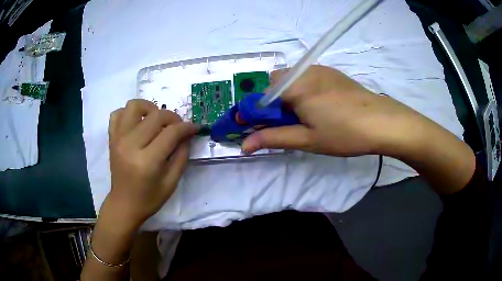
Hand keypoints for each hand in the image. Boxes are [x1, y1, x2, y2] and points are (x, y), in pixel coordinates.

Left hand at [105, 99, 197, 229]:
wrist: (124, 204)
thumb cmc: (149, 198)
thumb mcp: (172, 182)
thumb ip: (182, 155)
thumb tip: (187, 134)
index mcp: (147, 161)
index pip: (171, 133)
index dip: (186, 127)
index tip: (194, 128)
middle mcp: (130, 145)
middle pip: (155, 116)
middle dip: (172, 117)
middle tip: (178, 127)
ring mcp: (118, 139)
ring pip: (134, 106)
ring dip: (150, 108)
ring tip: (156, 120)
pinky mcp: (111, 138)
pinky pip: (118, 113)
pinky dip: (129, 113)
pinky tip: (137, 123)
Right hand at [242, 65, 421, 156]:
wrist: (382, 122)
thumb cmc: (344, 133)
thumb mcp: (306, 139)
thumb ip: (272, 138)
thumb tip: (244, 145)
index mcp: (294, 86)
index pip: (260, 95)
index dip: (253, 111)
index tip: (251, 126)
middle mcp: (303, 71)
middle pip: (273, 83)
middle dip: (271, 103)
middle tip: (285, 122)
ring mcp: (319, 69)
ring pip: (290, 79)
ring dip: (286, 96)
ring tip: (303, 116)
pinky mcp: (331, 72)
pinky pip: (305, 77)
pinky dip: (301, 90)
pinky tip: (318, 106)